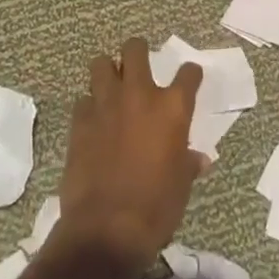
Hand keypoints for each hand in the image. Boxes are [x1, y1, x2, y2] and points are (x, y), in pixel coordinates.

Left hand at [54, 38, 205, 270]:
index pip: (188, 74)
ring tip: (112, 85)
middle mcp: (139, 95)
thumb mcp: (182, 185)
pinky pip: (83, 99)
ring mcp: (106, 105)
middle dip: (138, 51)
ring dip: (108, 71)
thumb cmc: (157, 207)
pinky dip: (89, 105)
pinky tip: (93, 119)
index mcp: (173, 108)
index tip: (190, 78)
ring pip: (101, 64)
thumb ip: (188, 163)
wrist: (107, 228)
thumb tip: (199, 160)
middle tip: (139, 63)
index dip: (190, 74)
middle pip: (135, 50)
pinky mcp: (79, 121)